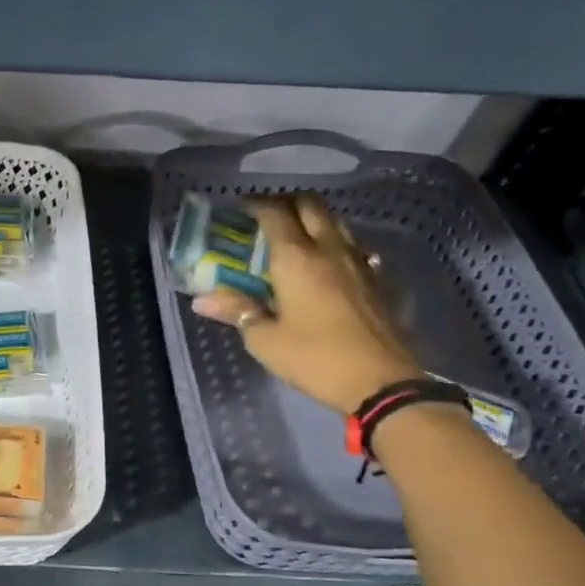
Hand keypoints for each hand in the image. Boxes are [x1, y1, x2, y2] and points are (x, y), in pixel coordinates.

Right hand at [191, 192, 420, 413]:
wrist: (381, 383)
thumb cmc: (314, 359)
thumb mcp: (265, 340)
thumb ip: (237, 311)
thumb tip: (203, 298)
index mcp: (296, 259)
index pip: (275, 213)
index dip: (255, 205)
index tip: (239, 209)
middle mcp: (329, 250)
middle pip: (310, 205)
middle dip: (286, 202)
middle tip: (266, 217)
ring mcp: (359, 263)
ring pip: (336, 222)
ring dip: (313, 219)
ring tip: (293, 236)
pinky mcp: (377, 281)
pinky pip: (353, 247)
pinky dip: (334, 244)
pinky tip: (326, 265)